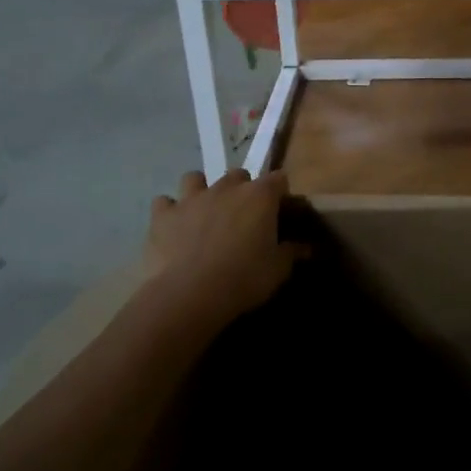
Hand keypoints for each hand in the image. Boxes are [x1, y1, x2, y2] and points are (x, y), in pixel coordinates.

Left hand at [141, 168, 301, 333]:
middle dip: (242, 189)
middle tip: (242, 215)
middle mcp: (226, 188)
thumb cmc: (243, 279)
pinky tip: (172, 226)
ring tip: (204, 212)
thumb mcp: (277, 270)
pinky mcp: (163, 215)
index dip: (280, 193)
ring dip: (201, 190)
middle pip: (238, 175)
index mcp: (259, 196)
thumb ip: (292, 253)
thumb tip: (307, 247)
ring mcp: (192, 198)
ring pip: (195, 178)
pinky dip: (169, 211)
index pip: (278, 179)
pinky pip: (164, 203)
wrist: (189, 295)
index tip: (280, 211)